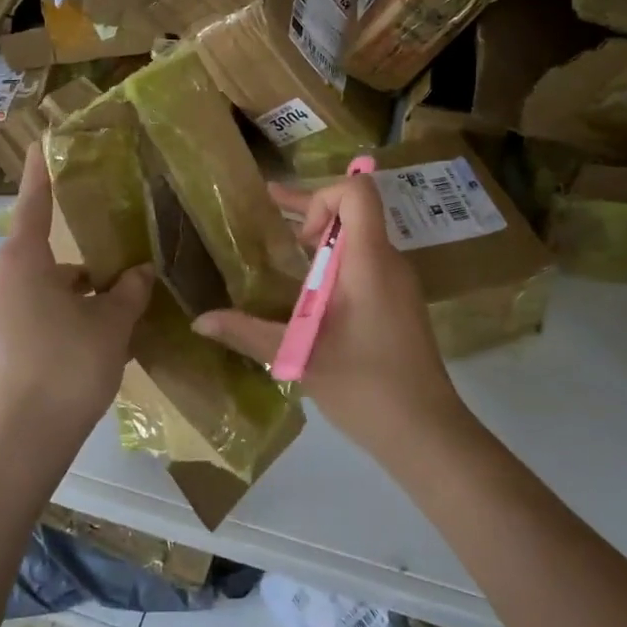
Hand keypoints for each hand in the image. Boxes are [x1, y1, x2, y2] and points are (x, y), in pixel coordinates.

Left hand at [0, 153, 152, 455]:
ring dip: (73, 287)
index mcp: (21, 261)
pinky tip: (93, 332)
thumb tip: (140, 271)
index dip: (43, 170)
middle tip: (120, 260)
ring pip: (39, 281)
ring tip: (116, 305)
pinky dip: (58, 309)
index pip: (34, 202)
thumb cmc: (68, 368)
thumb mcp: (111, 324)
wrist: (23, 442)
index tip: (45, 139)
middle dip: (80, 255)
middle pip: (42, 249)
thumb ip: (128, 290)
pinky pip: (28, 305)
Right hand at [193, 175, 467, 464]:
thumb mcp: (300, 356)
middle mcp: (388, 261)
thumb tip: (199, 321)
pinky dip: (334, 261)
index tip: (297, 237)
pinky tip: (307, 290)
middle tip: (268, 212)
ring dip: (321, 237)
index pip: (358, 192)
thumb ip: (248, 332)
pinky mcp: (398, 303)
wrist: (427, 434)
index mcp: (370, 261)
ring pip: (359, 238)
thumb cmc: (366, 387)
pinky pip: (365, 262)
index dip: (321, 197)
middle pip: (354, 211)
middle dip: (309, 209)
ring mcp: (397, 283)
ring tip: (281, 249)